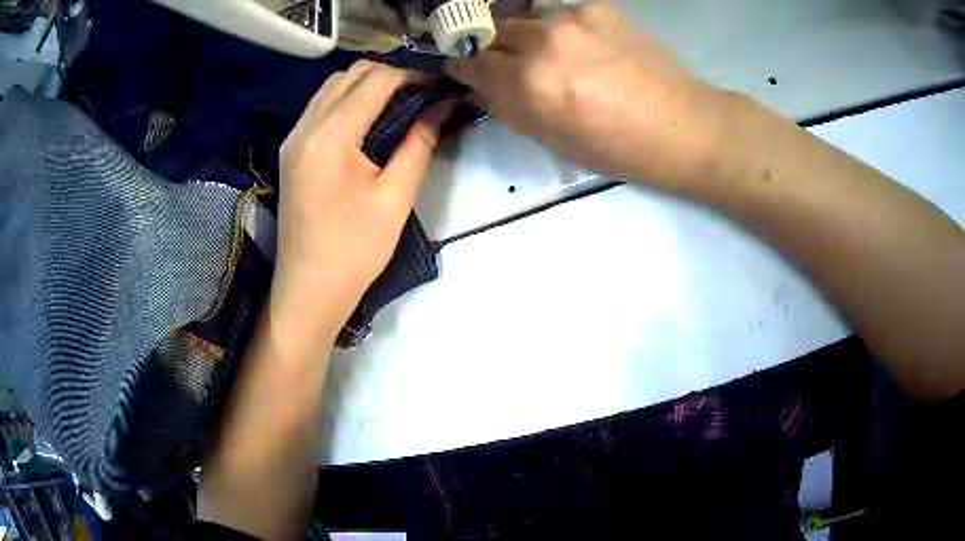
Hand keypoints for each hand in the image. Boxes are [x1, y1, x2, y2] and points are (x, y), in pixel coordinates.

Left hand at [272, 60, 452, 344]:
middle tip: (422, 95)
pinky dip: (348, 100)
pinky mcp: (291, 150)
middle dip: (390, 75)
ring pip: (333, 86)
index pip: (376, 81)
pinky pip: (321, 106)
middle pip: (351, 74)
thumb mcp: (396, 196)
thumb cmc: (355, 248)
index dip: (412, 77)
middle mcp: (306, 126)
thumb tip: (442, 107)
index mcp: (331, 135)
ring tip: (400, 103)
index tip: (439, 88)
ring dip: (368, 84)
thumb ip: (419, 142)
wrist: (309, 287)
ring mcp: (294, 137)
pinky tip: (369, 119)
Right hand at [446, 4, 729, 187]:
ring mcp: (572, 18)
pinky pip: (557, 11)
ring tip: (541, 51)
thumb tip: (480, 84)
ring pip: (523, 15)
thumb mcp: (552, 139)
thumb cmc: (617, 148)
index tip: (462, 68)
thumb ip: (508, 107)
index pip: (471, 61)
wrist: (681, 125)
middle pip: (492, 29)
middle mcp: (543, 41)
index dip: (460, 65)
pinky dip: (554, 26)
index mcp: (529, 84)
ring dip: (522, 32)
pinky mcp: (597, 7)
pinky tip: (576, 44)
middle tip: (502, 60)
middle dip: (489, 46)